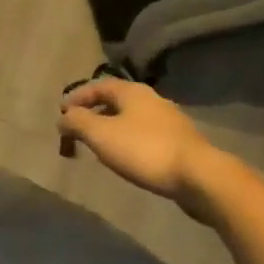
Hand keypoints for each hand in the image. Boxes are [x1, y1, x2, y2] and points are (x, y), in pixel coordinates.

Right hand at [59, 79, 222, 215]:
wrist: (201, 177)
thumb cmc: (145, 150)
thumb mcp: (101, 135)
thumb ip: (77, 122)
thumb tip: (63, 117)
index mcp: (131, 91)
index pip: (96, 86)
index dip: (76, 98)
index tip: (61, 114)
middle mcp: (151, 99)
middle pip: (114, 101)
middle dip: (93, 114)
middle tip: (78, 131)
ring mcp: (170, 121)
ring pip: (131, 119)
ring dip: (112, 129)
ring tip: (100, 147)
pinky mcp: (182, 143)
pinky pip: (146, 136)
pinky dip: (130, 142)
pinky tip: (128, 159)